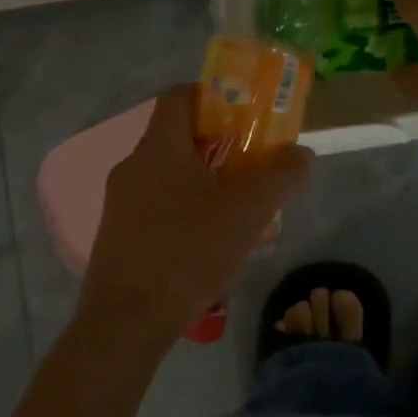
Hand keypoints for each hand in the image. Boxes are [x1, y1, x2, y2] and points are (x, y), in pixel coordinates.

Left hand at [81, 84, 313, 335]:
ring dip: (203, 181)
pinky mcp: (117, 234)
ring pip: (168, 175)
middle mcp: (133, 165)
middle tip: (253, 165)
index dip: (213, 95)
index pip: (180, 95)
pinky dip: (184, 209)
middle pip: (178, 137)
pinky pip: (156, 206)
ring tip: (238, 209)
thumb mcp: (247, 212)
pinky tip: (207, 243)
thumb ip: (280, 176)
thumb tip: (301, 155)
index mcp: (159, 147)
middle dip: (218, 145)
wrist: (126, 321)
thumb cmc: (188, 252)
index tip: (245, 113)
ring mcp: (119, 201)